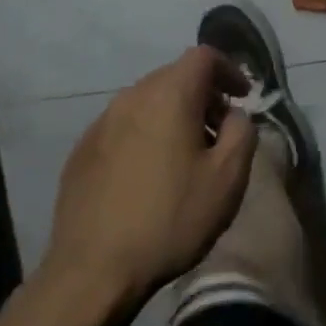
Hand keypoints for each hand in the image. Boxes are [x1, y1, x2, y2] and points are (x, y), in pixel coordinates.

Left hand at [38, 47, 256, 313]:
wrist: (93, 270)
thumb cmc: (171, 218)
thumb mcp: (228, 177)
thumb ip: (243, 132)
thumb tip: (234, 115)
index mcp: (169, 95)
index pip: (204, 56)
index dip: (230, 71)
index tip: (243, 99)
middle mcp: (131, 97)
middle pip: (174, 77)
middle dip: (204, 95)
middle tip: (221, 131)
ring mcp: (101, 123)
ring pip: (148, 102)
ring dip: (174, 116)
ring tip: (187, 155)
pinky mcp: (82, 151)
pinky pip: (124, 127)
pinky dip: (147, 134)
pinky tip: (151, 175)